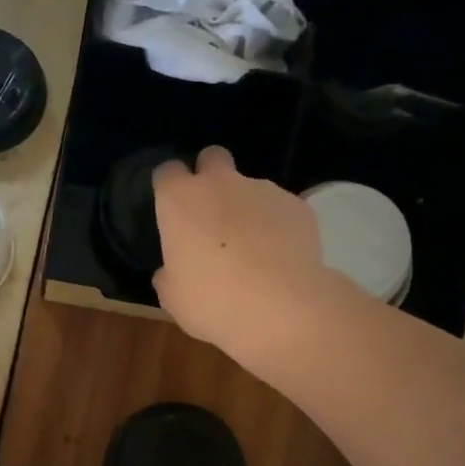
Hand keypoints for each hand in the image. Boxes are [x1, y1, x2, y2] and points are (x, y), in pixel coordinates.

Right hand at [153, 146, 336, 370]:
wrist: (281, 307)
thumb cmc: (212, 300)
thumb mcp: (173, 297)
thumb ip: (168, 274)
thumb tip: (171, 270)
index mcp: (180, 200)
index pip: (167, 172)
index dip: (169, 188)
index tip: (171, 210)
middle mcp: (220, 183)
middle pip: (212, 158)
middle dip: (210, 176)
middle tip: (211, 215)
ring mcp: (263, 190)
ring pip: (249, 186)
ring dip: (245, 208)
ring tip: (252, 249)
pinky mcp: (297, 206)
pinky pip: (279, 209)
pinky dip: (276, 226)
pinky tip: (278, 257)